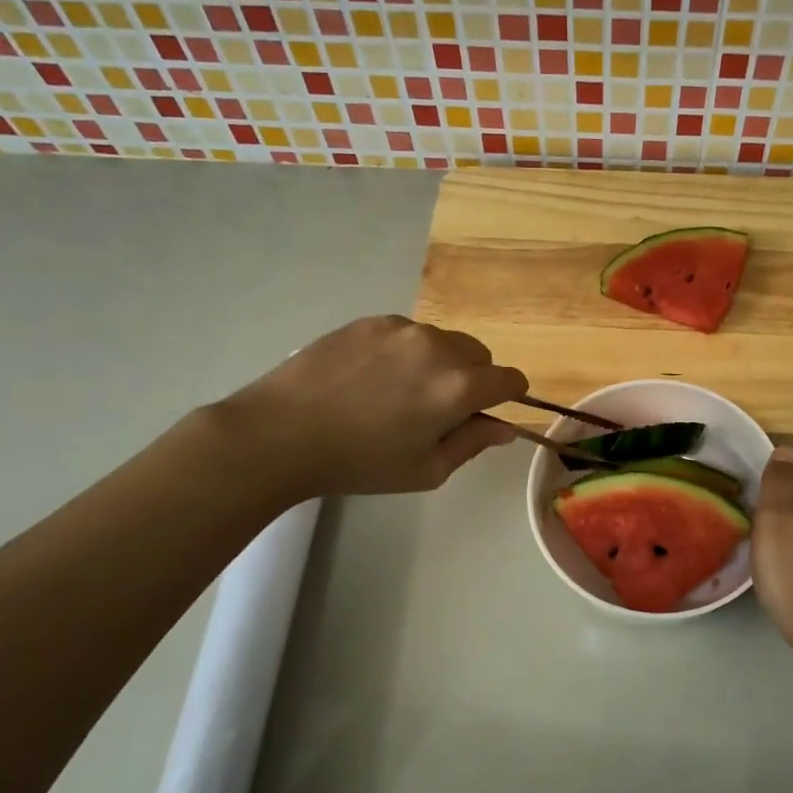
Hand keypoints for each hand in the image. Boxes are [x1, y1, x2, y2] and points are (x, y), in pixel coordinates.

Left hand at [213, 316, 527, 500]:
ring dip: (441, 363)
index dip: (508, 398)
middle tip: (440, 409)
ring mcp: (403, 329)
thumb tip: (504, 428)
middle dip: (475, 378)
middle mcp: (438, 348)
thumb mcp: (426, 470)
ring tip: (400, 392)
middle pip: (481, 355)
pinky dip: (408, 352)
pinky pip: (409, 333)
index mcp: (459, 387)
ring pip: (445, 341)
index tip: (487, 414)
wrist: (282, 432)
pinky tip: (373, 378)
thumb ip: (472, 444)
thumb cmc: (360, 463)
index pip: (510, 379)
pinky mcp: (372, 322)